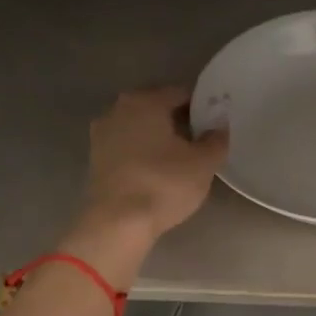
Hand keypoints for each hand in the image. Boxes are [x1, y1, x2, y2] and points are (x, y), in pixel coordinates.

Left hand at [64, 87, 227, 278]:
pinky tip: (158, 172)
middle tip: (200, 141)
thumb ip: (216, 140)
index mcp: (145, 101)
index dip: (201, 107)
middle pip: (156, 108)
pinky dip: (142, 154)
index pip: (180, 93)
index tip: (214, 124)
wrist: (118, 222)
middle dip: (178, 121)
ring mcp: (102, 135)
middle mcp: (118, 109)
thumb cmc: (164, 183)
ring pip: (139, 129)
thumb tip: (219, 127)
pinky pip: (127, 148)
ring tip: (180, 159)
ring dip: (158, 138)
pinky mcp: (95, 160)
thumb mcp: (203, 163)